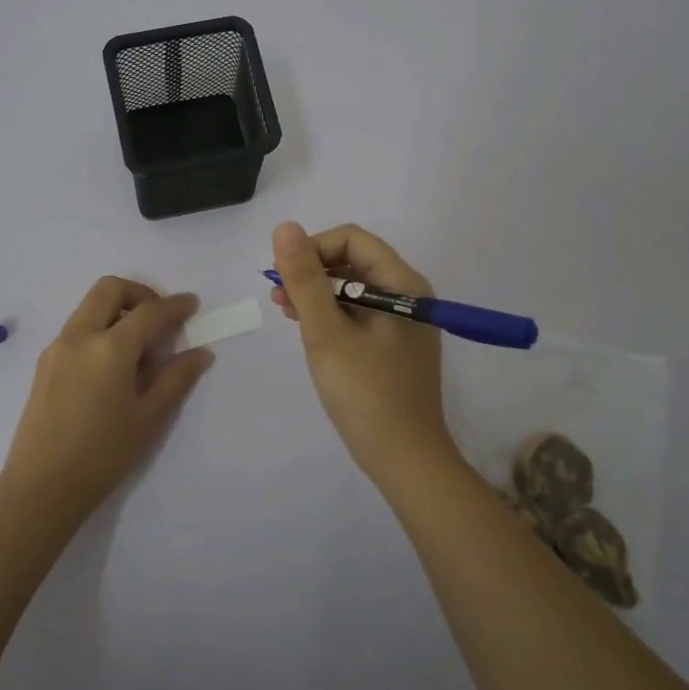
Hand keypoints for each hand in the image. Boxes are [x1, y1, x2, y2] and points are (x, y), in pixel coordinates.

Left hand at [2, 277, 213, 519]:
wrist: (41, 487)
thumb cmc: (103, 455)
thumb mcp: (149, 418)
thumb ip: (176, 378)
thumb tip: (201, 353)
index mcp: (110, 348)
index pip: (149, 312)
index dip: (175, 305)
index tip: (192, 305)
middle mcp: (80, 336)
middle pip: (110, 289)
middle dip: (139, 293)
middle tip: (160, 318)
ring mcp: (57, 347)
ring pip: (90, 306)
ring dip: (117, 310)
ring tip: (138, 348)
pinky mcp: (45, 363)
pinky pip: (77, 328)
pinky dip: (99, 328)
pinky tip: (112, 365)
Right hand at [269, 222, 457, 483]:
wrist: (407, 462)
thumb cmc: (366, 394)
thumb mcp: (326, 333)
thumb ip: (305, 279)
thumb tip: (286, 227)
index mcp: (403, 284)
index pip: (352, 240)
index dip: (313, 249)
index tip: (283, 277)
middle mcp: (409, 295)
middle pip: (354, 262)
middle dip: (312, 272)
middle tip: (278, 297)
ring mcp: (405, 322)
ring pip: (354, 289)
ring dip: (318, 294)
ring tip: (286, 312)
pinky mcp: (397, 346)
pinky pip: (361, 314)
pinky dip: (333, 316)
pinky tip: (310, 331)